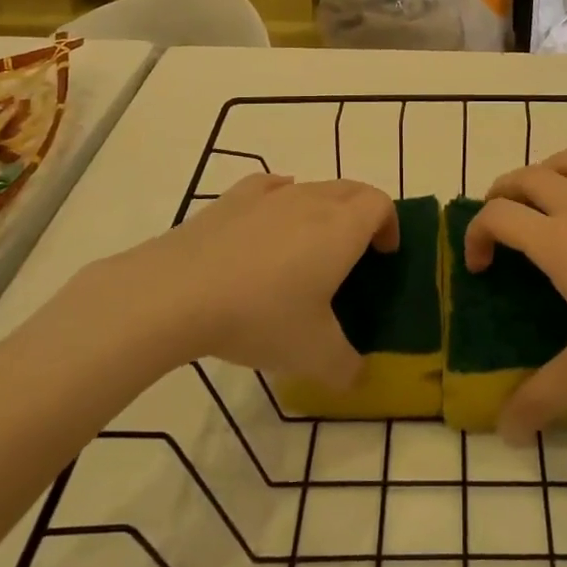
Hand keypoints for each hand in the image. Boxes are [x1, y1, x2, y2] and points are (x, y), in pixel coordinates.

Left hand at [82, 174, 396, 389]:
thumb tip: (358, 377)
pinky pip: (270, 188)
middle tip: (354, 252)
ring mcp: (269, 195)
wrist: (176, 293)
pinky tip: (268, 226)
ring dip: (322, 209)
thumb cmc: (260, 316)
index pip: (380, 204)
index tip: (383, 255)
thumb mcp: (313, 356)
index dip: (389, 224)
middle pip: (350, 189)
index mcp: (342, 228)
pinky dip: (281, 200)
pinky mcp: (231, 199)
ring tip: (307, 248)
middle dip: (362, 214)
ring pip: (311, 188)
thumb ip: (347, 368)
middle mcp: (311, 200)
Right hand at [467, 147, 566, 441]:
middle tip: (499, 233)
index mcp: (562, 242)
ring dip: (541, 174)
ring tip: (539, 209)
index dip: (475, 234)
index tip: (480, 270)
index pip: (498, 214)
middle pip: (526, 176)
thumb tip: (506, 433)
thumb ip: (542, 398)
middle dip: (499, 196)